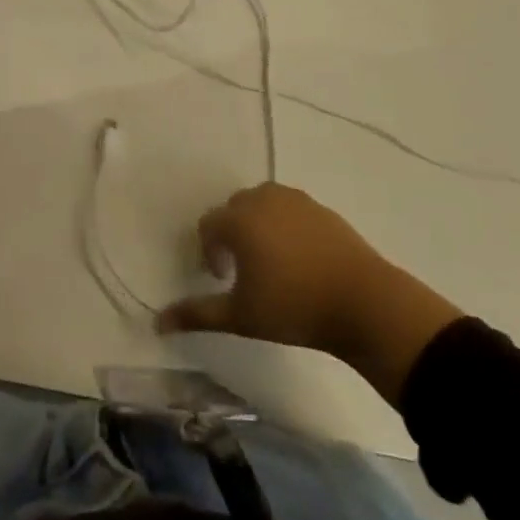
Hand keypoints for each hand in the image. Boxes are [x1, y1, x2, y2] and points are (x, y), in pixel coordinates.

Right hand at [157, 183, 464, 403]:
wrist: (362, 300)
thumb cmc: (293, 307)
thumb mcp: (240, 317)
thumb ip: (197, 314)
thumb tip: (157, 322)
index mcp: (239, 219)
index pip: (208, 224)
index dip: (209, 251)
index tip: (222, 279)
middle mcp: (262, 198)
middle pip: (234, 209)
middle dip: (231, 235)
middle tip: (242, 270)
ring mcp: (294, 199)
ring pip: (262, 204)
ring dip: (257, 226)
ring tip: (270, 262)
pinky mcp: (319, 207)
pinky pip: (289, 209)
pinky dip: (284, 225)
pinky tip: (298, 258)